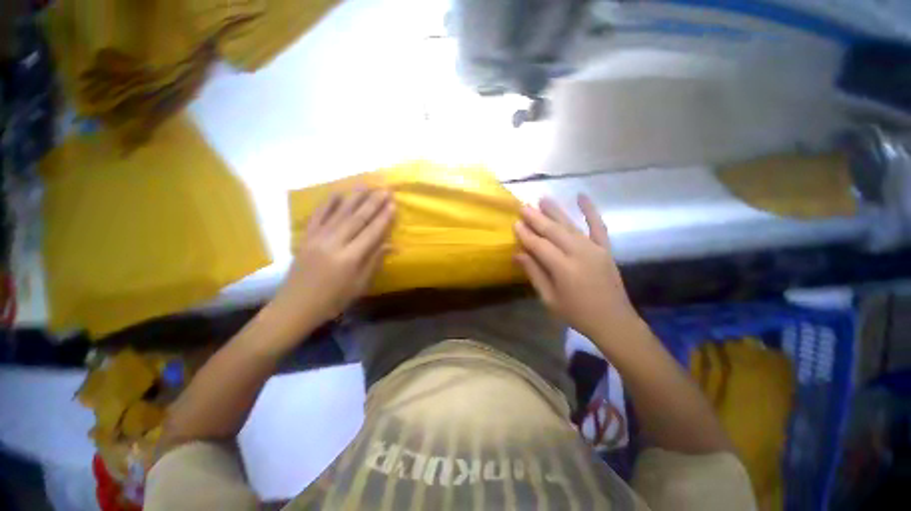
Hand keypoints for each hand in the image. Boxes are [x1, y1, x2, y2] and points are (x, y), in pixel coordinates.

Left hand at [270, 188, 394, 331]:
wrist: (295, 306)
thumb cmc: (333, 300)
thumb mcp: (359, 285)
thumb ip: (374, 261)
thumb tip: (391, 244)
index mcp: (349, 258)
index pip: (371, 232)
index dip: (384, 218)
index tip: (393, 204)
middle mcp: (334, 243)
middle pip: (357, 218)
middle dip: (373, 202)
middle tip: (385, 189)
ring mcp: (317, 238)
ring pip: (340, 213)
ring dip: (355, 197)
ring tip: (368, 184)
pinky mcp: (306, 237)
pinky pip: (318, 216)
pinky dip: (328, 203)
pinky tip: (338, 193)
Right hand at [513, 195, 640, 344]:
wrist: (613, 321)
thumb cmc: (577, 314)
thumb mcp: (549, 299)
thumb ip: (534, 273)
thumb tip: (518, 254)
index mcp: (563, 269)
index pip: (539, 246)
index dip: (526, 234)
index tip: (515, 223)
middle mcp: (579, 253)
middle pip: (553, 231)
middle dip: (537, 218)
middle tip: (523, 207)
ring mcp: (594, 249)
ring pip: (570, 226)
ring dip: (555, 211)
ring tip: (542, 199)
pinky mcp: (605, 249)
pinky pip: (598, 226)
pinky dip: (590, 210)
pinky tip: (582, 196)